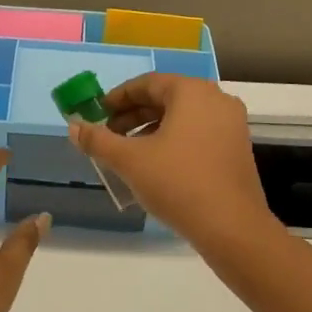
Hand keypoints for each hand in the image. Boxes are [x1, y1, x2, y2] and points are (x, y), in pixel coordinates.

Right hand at [68, 74, 277, 252]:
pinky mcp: (237, 148)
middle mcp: (216, 99)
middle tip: (108, 135)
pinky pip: (198, 133)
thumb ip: (98, 140)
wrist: (232, 228)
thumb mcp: (130, 161)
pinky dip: (173, 141)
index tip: (97, 114)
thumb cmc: (178, 183)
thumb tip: (74, 126)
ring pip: (182, 117)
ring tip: (127, 153)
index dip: (118, 98)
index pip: (147, 83)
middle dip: (133, 115)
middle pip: (165, 98)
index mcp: (192, 92)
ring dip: (151, 130)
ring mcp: (231, 124)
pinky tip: (155, 165)